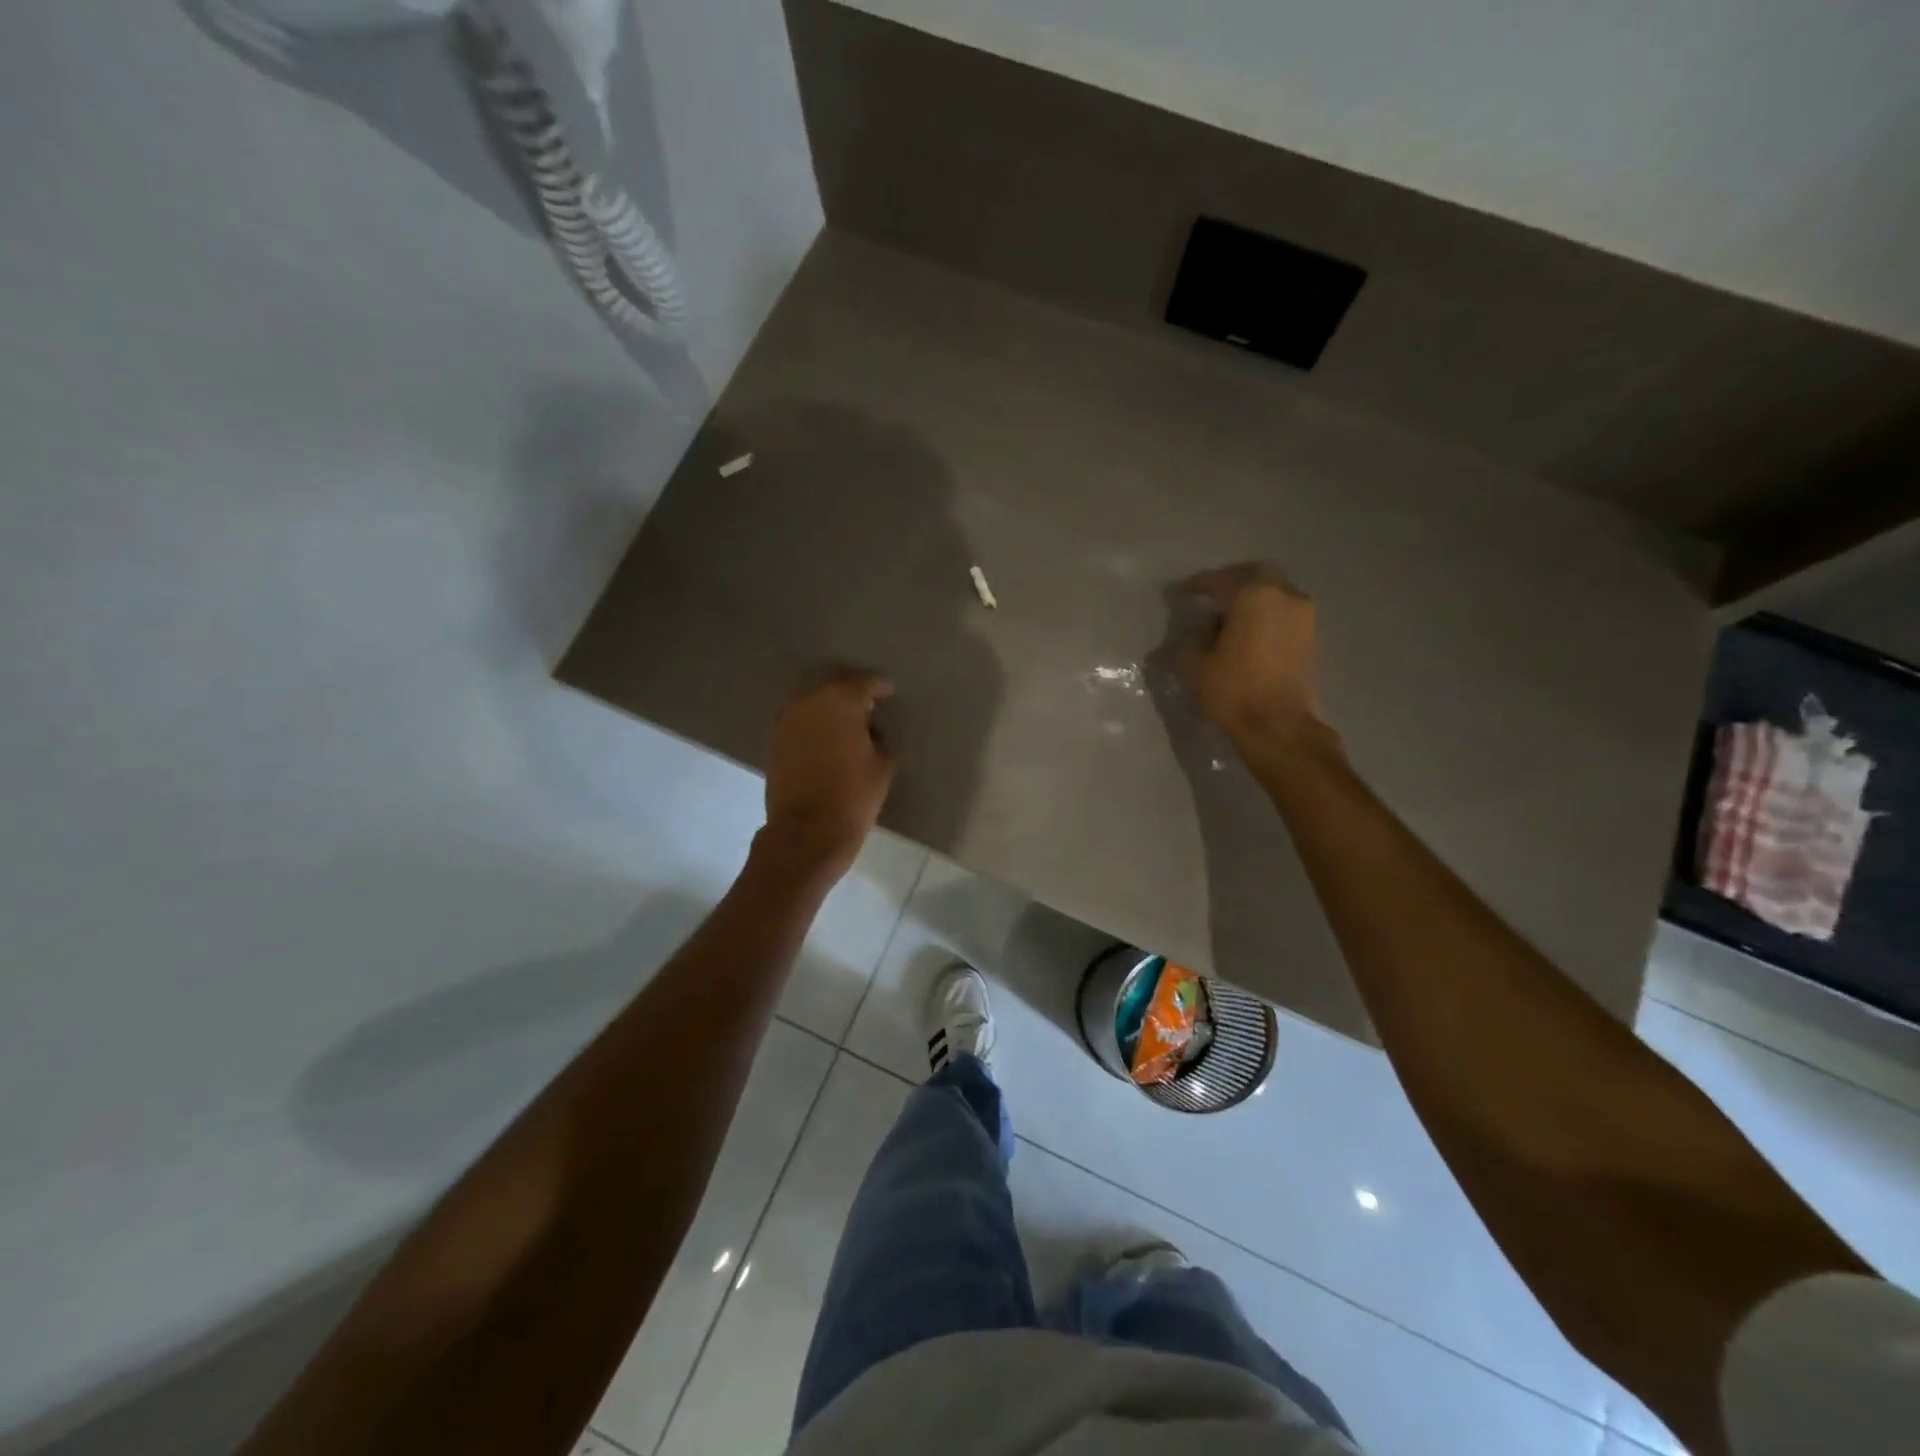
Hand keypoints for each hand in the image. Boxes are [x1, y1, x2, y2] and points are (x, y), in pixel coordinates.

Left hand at [761, 668, 896, 877]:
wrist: (806, 832)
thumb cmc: (853, 796)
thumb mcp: (883, 764)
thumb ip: (878, 737)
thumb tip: (868, 730)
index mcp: (840, 700)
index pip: (864, 681)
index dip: (880, 686)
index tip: (889, 692)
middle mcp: (809, 700)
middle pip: (833, 682)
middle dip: (851, 688)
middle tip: (868, 701)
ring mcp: (787, 719)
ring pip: (812, 698)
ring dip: (828, 703)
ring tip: (846, 718)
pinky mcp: (774, 740)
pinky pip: (799, 718)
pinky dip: (813, 720)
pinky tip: (826, 734)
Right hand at [1178, 563, 1330, 758]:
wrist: (1278, 725)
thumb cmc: (1233, 690)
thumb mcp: (1195, 664)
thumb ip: (1193, 639)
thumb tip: (1202, 630)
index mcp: (1253, 594)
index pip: (1220, 580)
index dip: (1197, 585)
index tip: (1181, 591)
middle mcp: (1284, 595)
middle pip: (1256, 575)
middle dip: (1232, 582)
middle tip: (1211, 595)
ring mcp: (1303, 615)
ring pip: (1274, 592)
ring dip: (1252, 598)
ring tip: (1228, 617)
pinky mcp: (1310, 636)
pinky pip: (1283, 612)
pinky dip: (1265, 614)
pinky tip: (1247, 632)